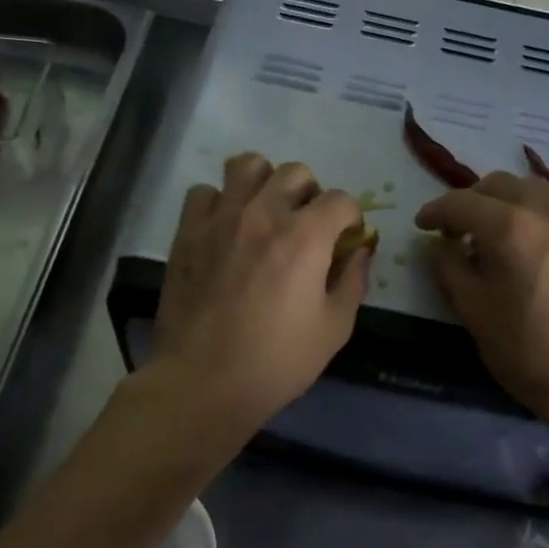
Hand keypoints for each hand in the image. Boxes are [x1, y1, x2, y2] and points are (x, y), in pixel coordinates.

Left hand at [150, 153, 371, 431]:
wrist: (204, 381)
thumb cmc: (277, 361)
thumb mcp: (334, 329)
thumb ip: (352, 282)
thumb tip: (360, 253)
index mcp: (306, 236)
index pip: (341, 199)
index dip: (351, 218)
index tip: (347, 241)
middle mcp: (264, 213)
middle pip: (296, 172)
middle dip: (312, 194)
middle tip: (307, 226)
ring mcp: (221, 218)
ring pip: (247, 166)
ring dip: (265, 182)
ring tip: (266, 212)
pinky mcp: (187, 232)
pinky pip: (204, 192)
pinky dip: (219, 202)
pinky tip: (225, 228)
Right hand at [415, 171, 548, 427]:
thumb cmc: (525, 349)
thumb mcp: (473, 310)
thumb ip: (450, 267)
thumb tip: (441, 245)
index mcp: (509, 227)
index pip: (461, 202)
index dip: (435, 211)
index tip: (421, 226)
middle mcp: (544, 212)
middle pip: (498, 185)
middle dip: (469, 201)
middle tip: (453, 230)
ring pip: (529, 189)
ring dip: (501, 201)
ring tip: (488, 232)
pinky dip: (528, 212)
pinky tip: (520, 245)